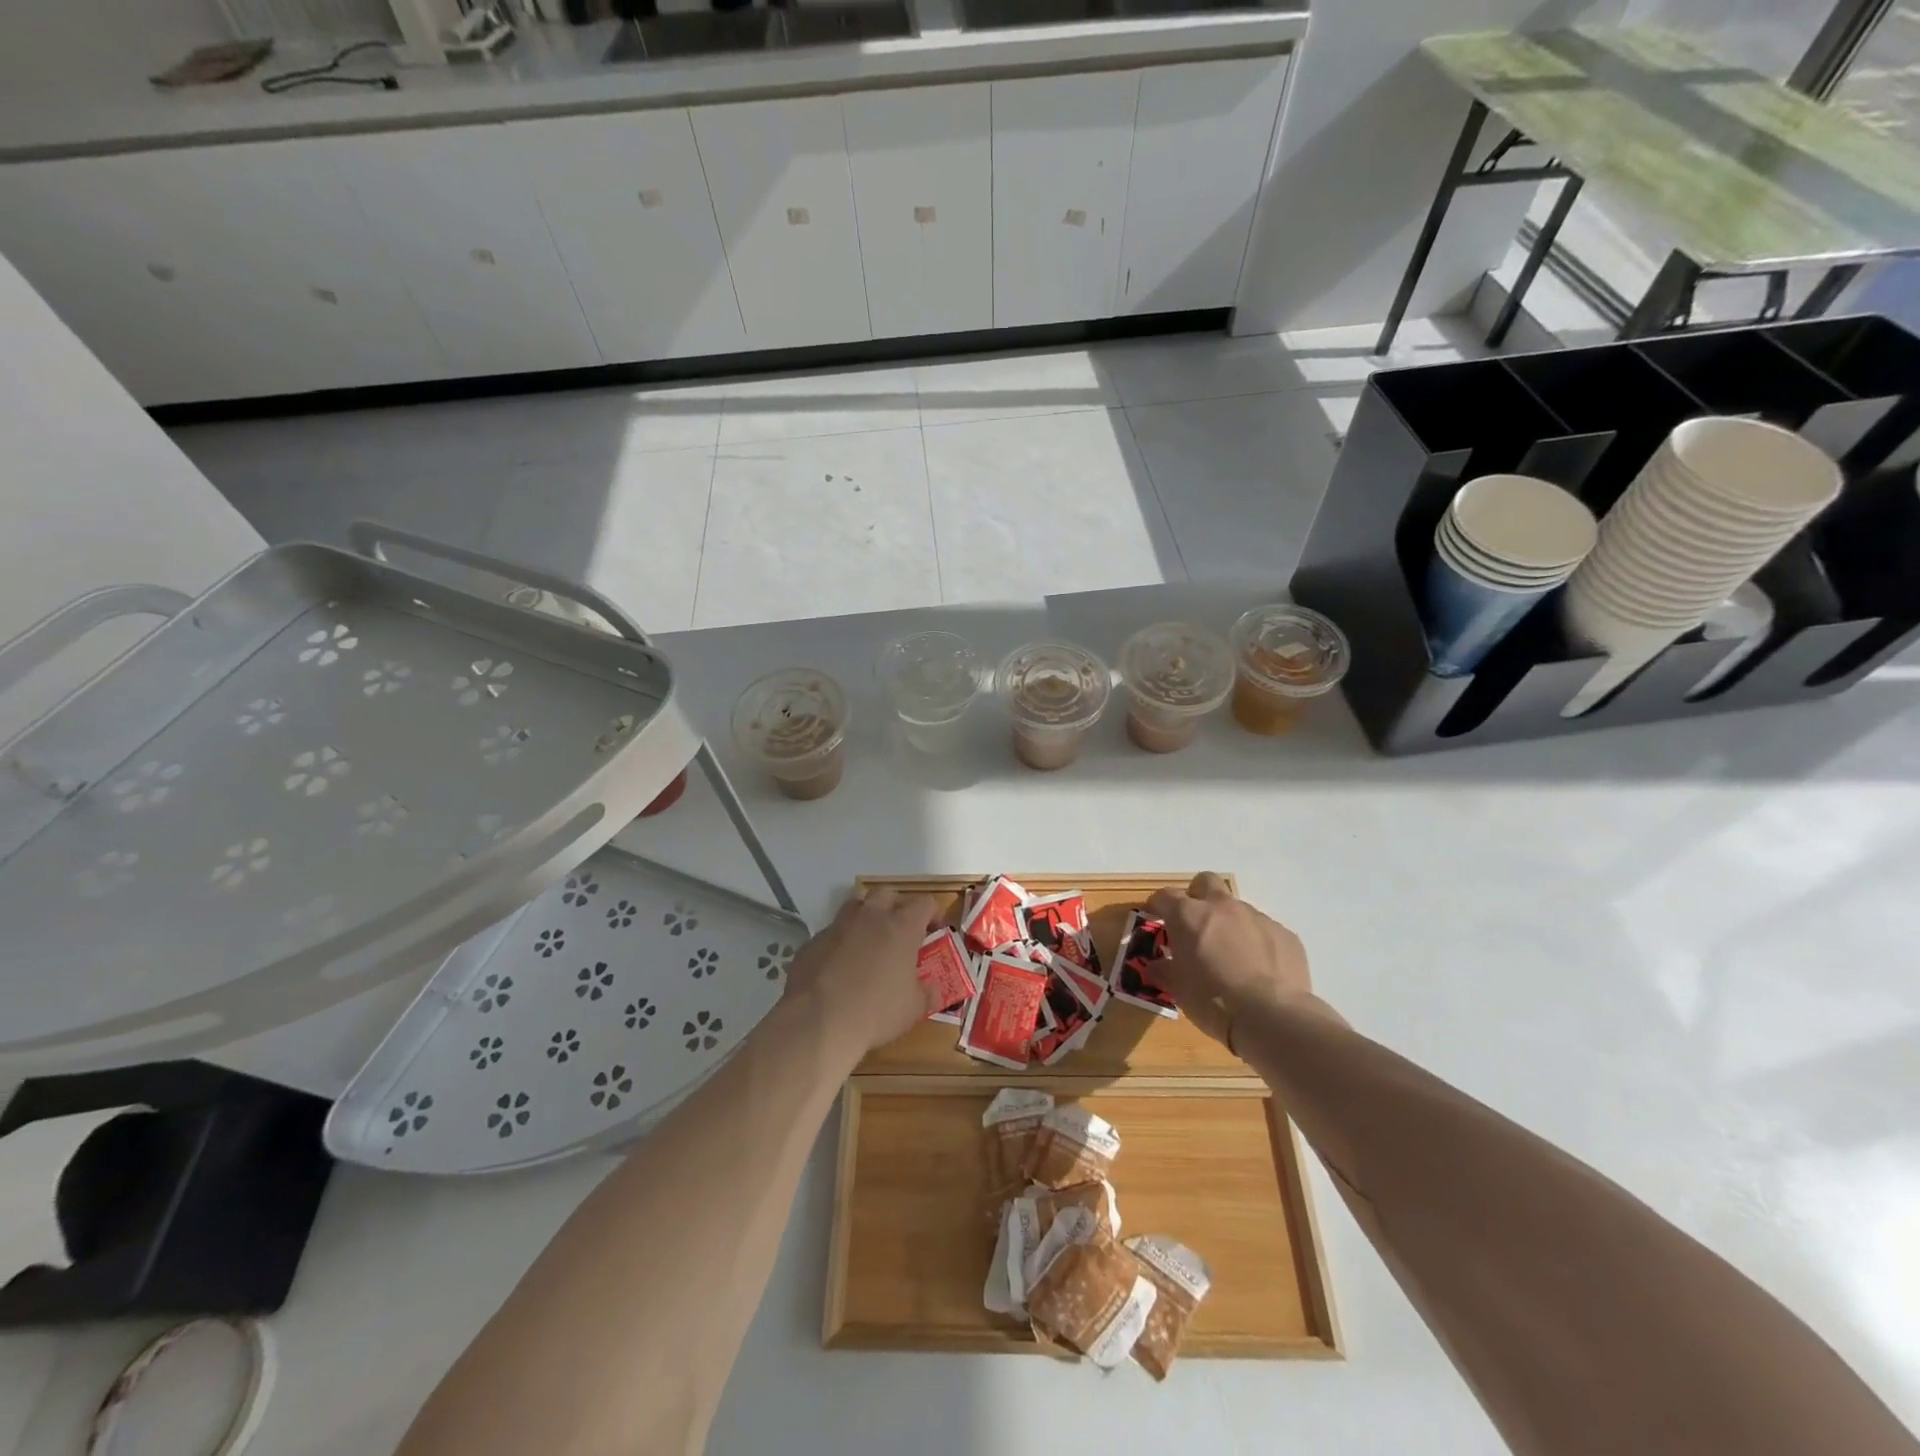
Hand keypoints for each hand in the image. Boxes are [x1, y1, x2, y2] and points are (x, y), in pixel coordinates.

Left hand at [782, 887, 942, 1057]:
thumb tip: (933, 989)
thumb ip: (927, 993)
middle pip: (887, 895)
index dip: (932, 915)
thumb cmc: (875, 1012)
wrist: (817, 1023)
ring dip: (866, 918)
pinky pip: (832, 933)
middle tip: (901, 934)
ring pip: (856, 906)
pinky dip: (841, 942)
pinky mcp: (812, 942)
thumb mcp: (914, 1009)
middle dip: (897, 908)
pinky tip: (840, 967)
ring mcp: (837, 926)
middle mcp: (870, 917)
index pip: (924, 903)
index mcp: (901, 926)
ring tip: (870, 944)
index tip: (934, 933)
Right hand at [1145, 872, 1327, 1049]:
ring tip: (1232, 955)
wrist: (1271, 1017)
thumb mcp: (1178, 989)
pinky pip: (1264, 930)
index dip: (1158, 905)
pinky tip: (1259, 969)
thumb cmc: (1213, 1001)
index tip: (1155, 916)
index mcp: (1189, 915)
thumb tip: (1156, 966)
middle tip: (1195, 923)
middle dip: (1197, 896)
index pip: (1165, 896)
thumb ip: (1164, 970)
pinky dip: (1257, 942)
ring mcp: (1257, 917)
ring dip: (1229, 923)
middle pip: (1205, 882)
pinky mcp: (1284, 934)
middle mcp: (1222, 907)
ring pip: (1237, 908)